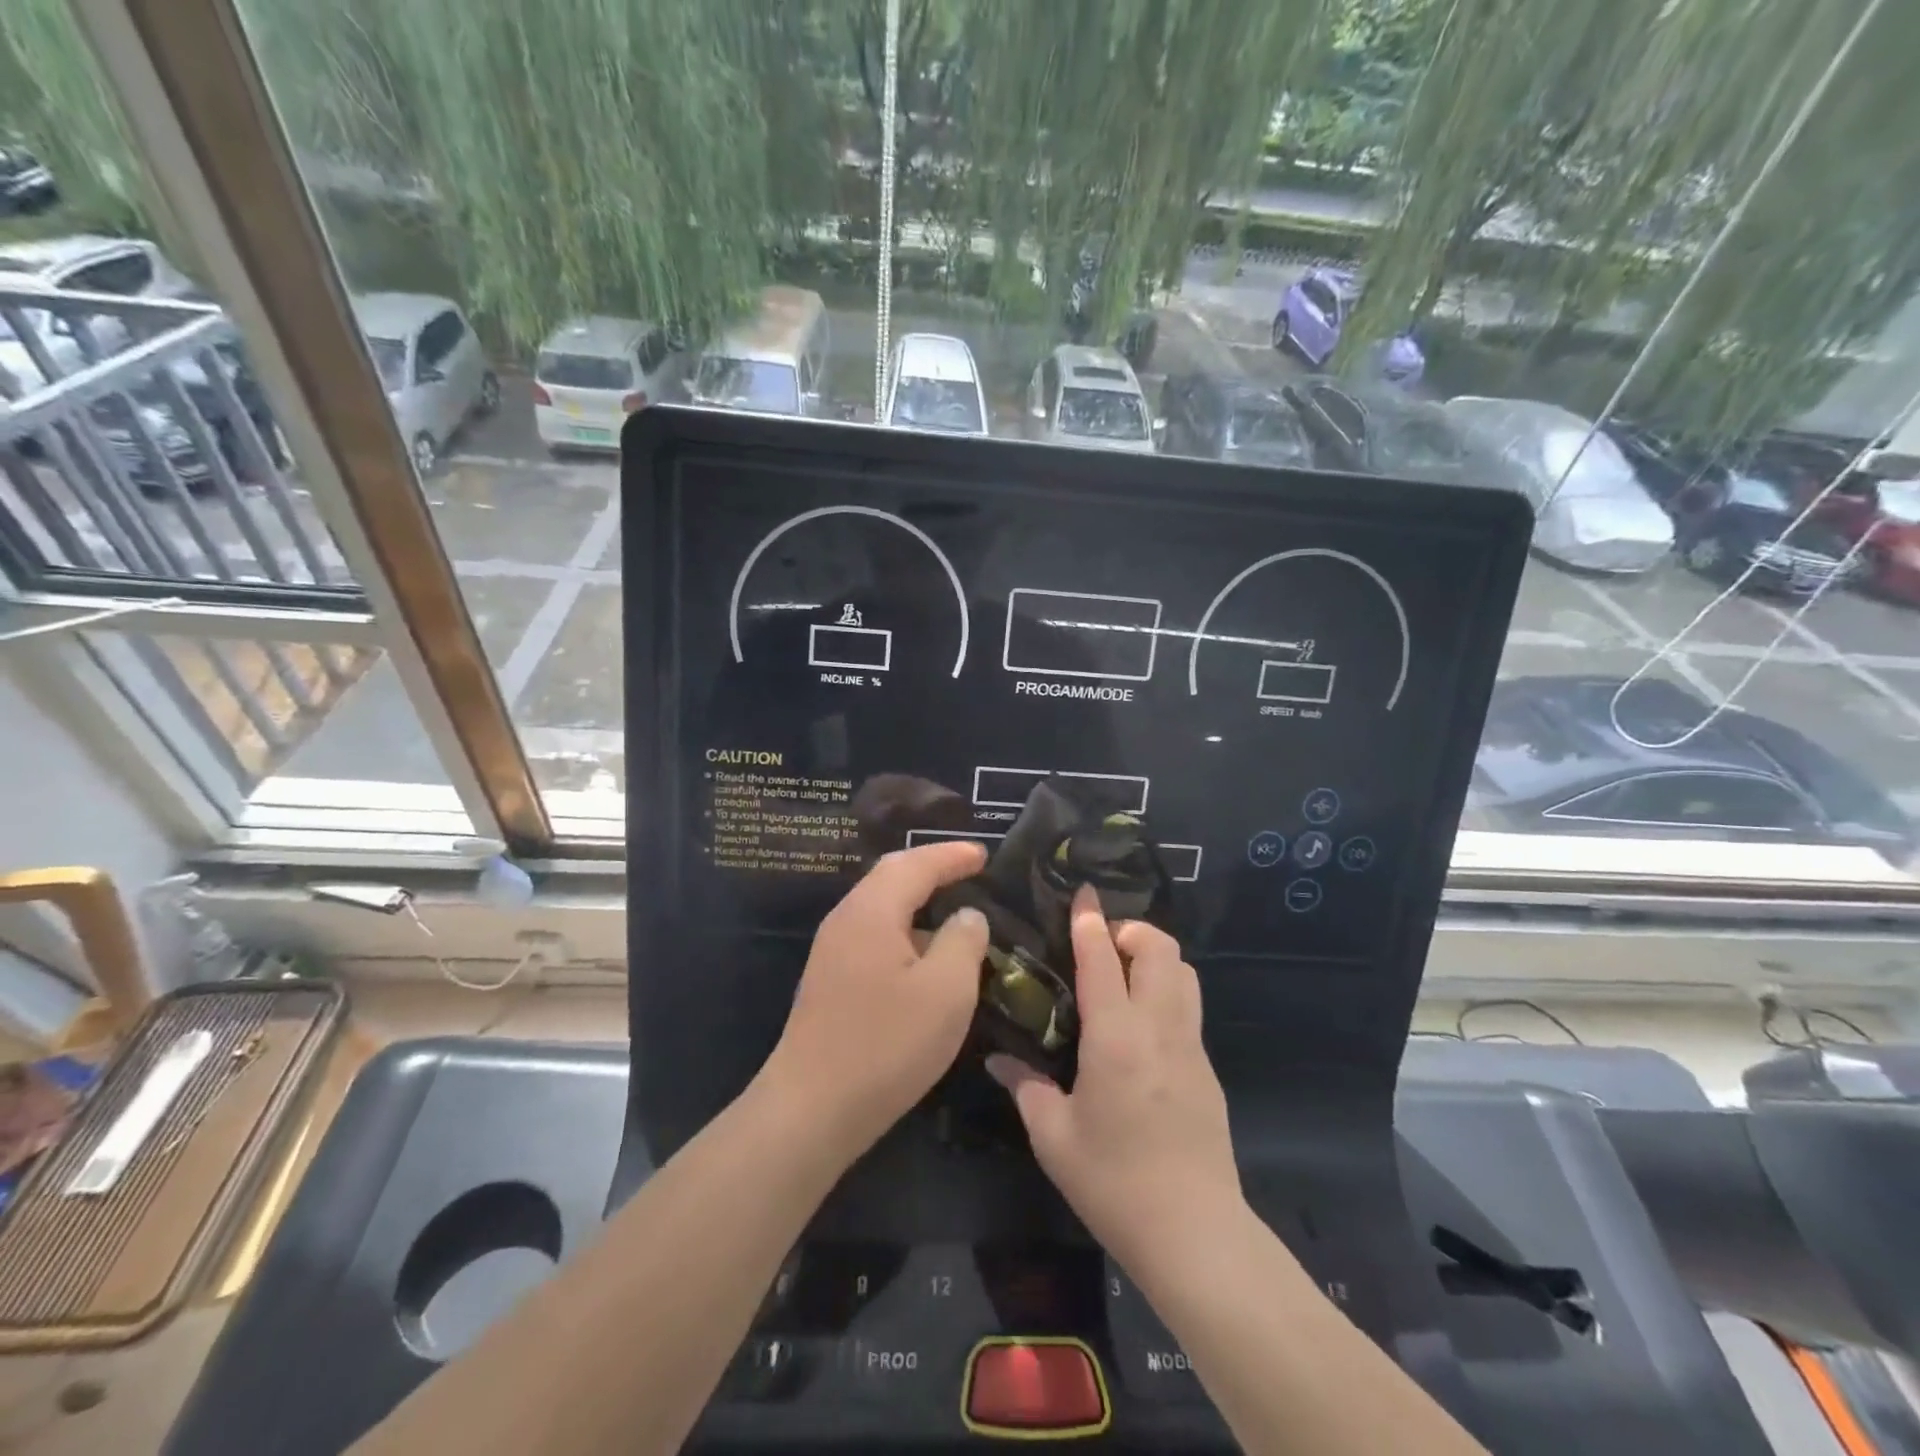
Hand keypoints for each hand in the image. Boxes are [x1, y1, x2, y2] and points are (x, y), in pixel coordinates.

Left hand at [761, 841, 989, 1161]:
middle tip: (968, 869)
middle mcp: (846, 920)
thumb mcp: (945, 991)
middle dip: (930, 868)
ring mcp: (832, 952)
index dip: (951, 855)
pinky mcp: (830, 982)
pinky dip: (905, 932)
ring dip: (917, 902)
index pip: (915, 864)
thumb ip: (963, 941)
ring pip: (881, 908)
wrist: (810, 1110)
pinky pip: (874, 936)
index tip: (984, 854)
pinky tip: (924, 958)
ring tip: (953, 912)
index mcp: (872, 911)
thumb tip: (967, 915)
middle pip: (891, 877)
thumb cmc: (885, 1044)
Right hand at [987, 889, 1241, 1280]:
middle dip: (1132, 930)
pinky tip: (1139, 1027)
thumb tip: (997, 1058)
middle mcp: (1159, 1027)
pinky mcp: (1207, 1069)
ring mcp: (1191, 1046)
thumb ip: (1025, 1086)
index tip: (1082, 892)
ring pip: (1185, 972)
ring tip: (1122, 978)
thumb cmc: (1114, 1182)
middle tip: (1101, 947)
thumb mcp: (1054, 1137)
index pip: (1103, 958)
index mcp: (1116, 1037)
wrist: (1195, 1234)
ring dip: (1155, 958)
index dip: (1090, 919)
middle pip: (1161, 948)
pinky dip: (1166, 991)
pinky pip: (1189, 1007)